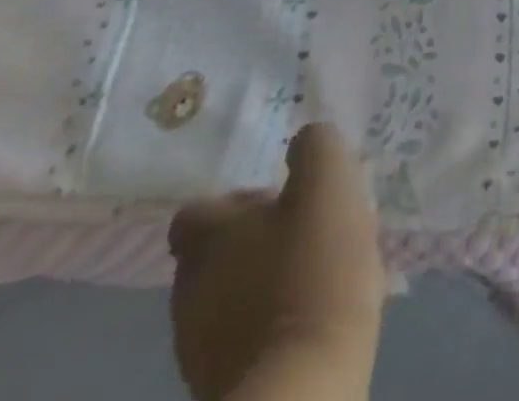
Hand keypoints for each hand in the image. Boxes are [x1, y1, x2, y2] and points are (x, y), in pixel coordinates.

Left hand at [168, 124, 387, 400]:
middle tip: (313, 232)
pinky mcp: (224, 387)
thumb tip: (305, 141)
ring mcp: (200, 348)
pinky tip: (320, 316)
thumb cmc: (313, 270)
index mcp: (207, 240)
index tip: (282, 199)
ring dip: (272, 280)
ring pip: (235, 295)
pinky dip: (278, 322)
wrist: (302, 389)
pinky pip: (250, 337)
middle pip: (219, 253)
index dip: (236, 200)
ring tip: (325, 275)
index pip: (197, 210)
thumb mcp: (328, 182)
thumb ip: (315, 147)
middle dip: (263, 239)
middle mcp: (190, 291)